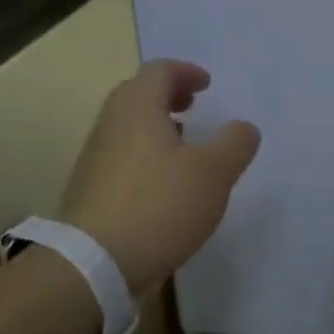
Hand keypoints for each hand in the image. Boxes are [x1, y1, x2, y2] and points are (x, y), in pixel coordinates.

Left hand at [59, 60, 260, 292]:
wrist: (95, 263)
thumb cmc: (159, 206)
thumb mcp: (213, 173)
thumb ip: (235, 143)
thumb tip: (242, 128)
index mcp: (137, 108)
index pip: (159, 71)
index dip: (186, 71)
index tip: (207, 86)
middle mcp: (111, 124)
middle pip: (138, 94)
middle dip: (169, 95)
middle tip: (194, 107)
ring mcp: (95, 157)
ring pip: (128, 126)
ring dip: (157, 125)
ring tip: (184, 145)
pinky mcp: (91, 188)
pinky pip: (122, 155)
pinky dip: (145, 153)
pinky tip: (164, 182)